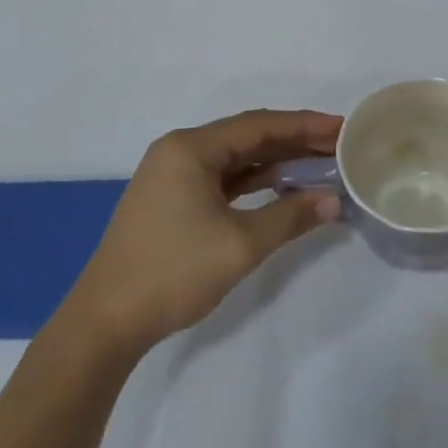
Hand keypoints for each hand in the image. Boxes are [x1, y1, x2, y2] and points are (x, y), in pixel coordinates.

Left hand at [63, 110, 343, 353]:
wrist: (105, 322)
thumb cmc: (172, 272)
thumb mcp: (239, 245)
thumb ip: (290, 217)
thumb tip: (334, 201)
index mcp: (190, 148)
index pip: (258, 126)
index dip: (303, 125)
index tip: (341, 128)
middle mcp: (180, 151)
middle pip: (247, 137)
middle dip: (293, 141)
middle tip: (338, 145)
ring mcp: (173, 176)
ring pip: (235, 159)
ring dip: (276, 161)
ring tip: (319, 164)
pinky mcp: (173, 200)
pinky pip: (222, 178)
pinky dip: (254, 181)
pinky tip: (283, 187)